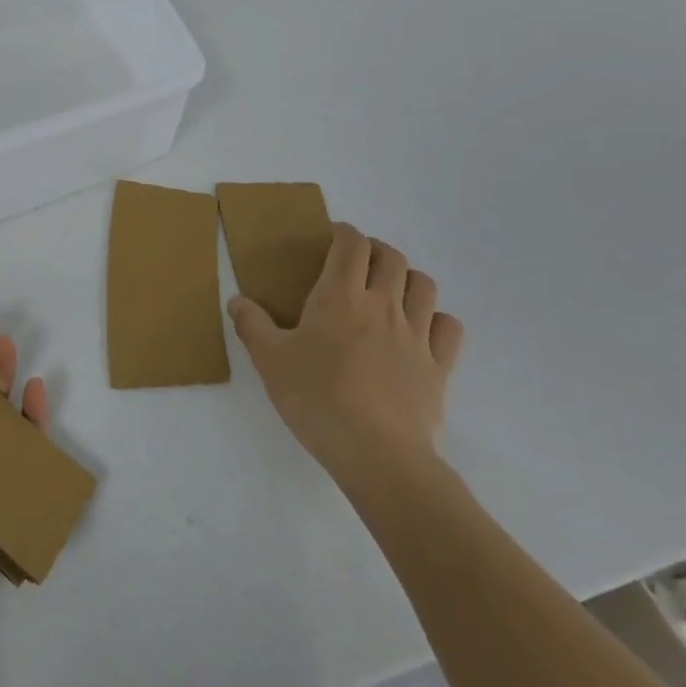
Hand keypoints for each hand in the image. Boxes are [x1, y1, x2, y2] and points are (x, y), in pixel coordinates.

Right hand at [229, 222, 463, 494]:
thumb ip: (251, 325)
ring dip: (407, 278)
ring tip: (390, 290)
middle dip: (375, 250)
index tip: (333, 235)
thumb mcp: (269, 361)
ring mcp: (416, 335)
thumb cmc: (317, 398)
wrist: (376, 453)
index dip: (344, 232)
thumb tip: (237, 301)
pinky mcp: (439, 366)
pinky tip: (421, 329)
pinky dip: (436, 318)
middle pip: (391, 257)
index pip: (351, 245)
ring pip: (424, 285)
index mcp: (340, 297)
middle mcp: (383, 305)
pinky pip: (448, 327)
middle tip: (358, 261)